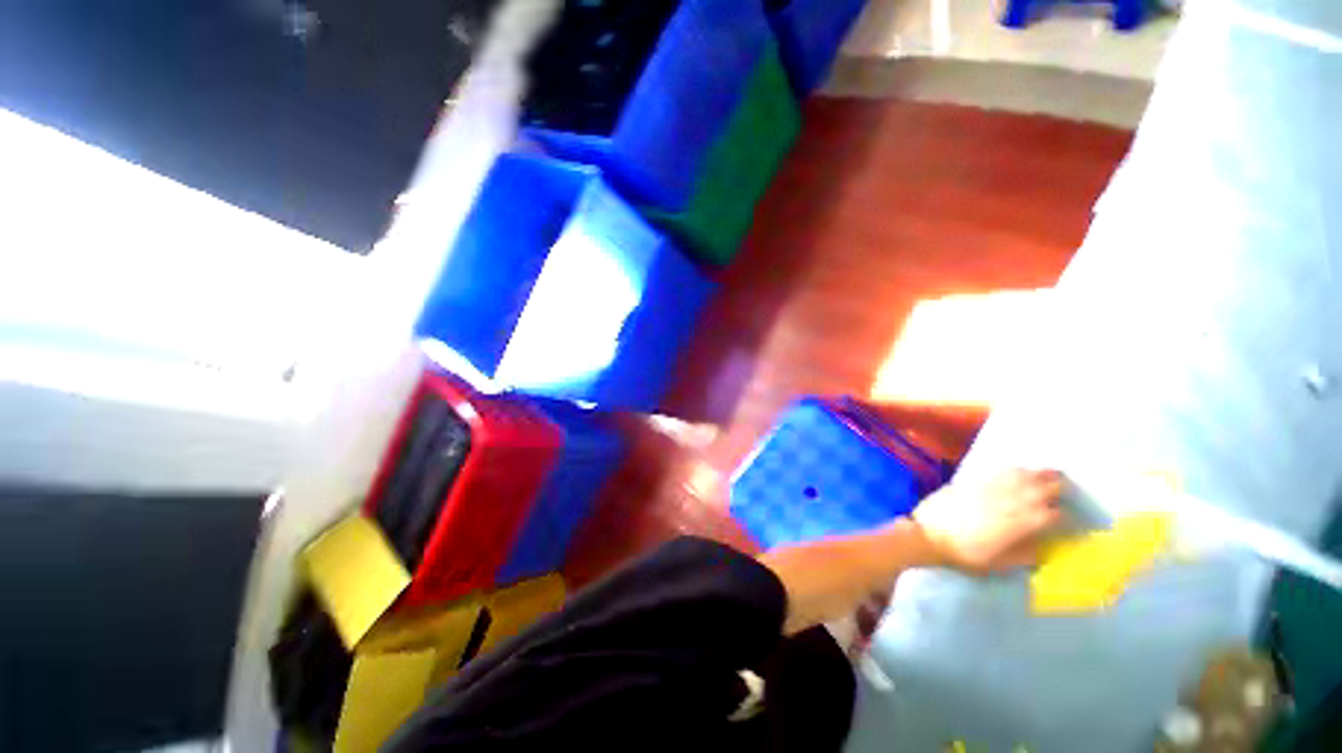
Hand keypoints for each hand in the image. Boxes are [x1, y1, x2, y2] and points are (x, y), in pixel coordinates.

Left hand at [910, 468, 1064, 573]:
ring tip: (1048, 475)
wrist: (930, 535)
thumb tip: (1042, 548)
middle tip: (1063, 487)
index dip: (1061, 515)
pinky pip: (1001, 471)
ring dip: (1039, 474)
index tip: (1061, 517)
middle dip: (1057, 487)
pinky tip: (1019, 471)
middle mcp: (1013, 501)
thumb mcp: (1001, 563)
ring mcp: (993, 488)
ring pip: (1024, 475)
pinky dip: (1015, 470)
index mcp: (1023, 523)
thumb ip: (1026, 554)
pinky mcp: (975, 480)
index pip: (1053, 514)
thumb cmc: (966, 553)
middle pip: (1043, 487)